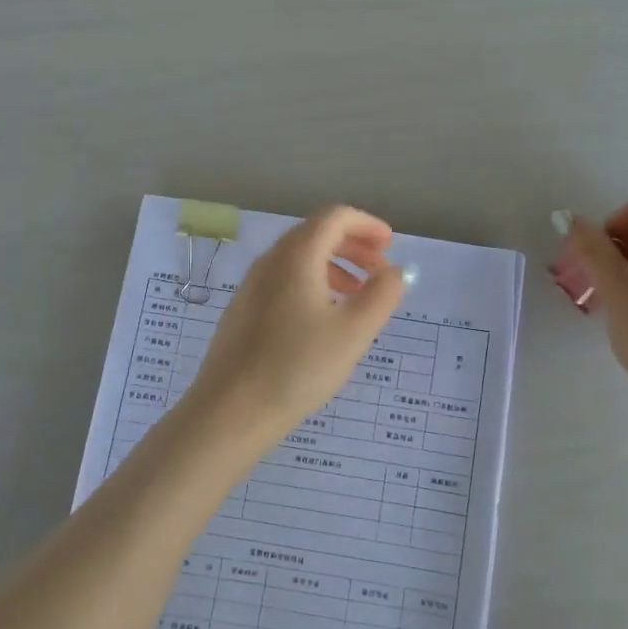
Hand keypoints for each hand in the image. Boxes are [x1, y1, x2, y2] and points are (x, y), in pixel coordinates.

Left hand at [184, 205, 403, 459]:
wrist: (231, 410)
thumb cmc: (298, 366)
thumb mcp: (354, 331)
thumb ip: (382, 295)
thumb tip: (396, 271)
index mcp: (297, 256)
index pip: (334, 217)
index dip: (366, 224)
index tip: (390, 245)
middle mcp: (270, 261)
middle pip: (315, 234)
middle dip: (353, 246)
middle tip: (380, 270)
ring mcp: (252, 286)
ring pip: (299, 260)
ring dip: (334, 267)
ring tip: (357, 297)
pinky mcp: (243, 311)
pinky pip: (284, 281)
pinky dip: (312, 284)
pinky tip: (324, 319)